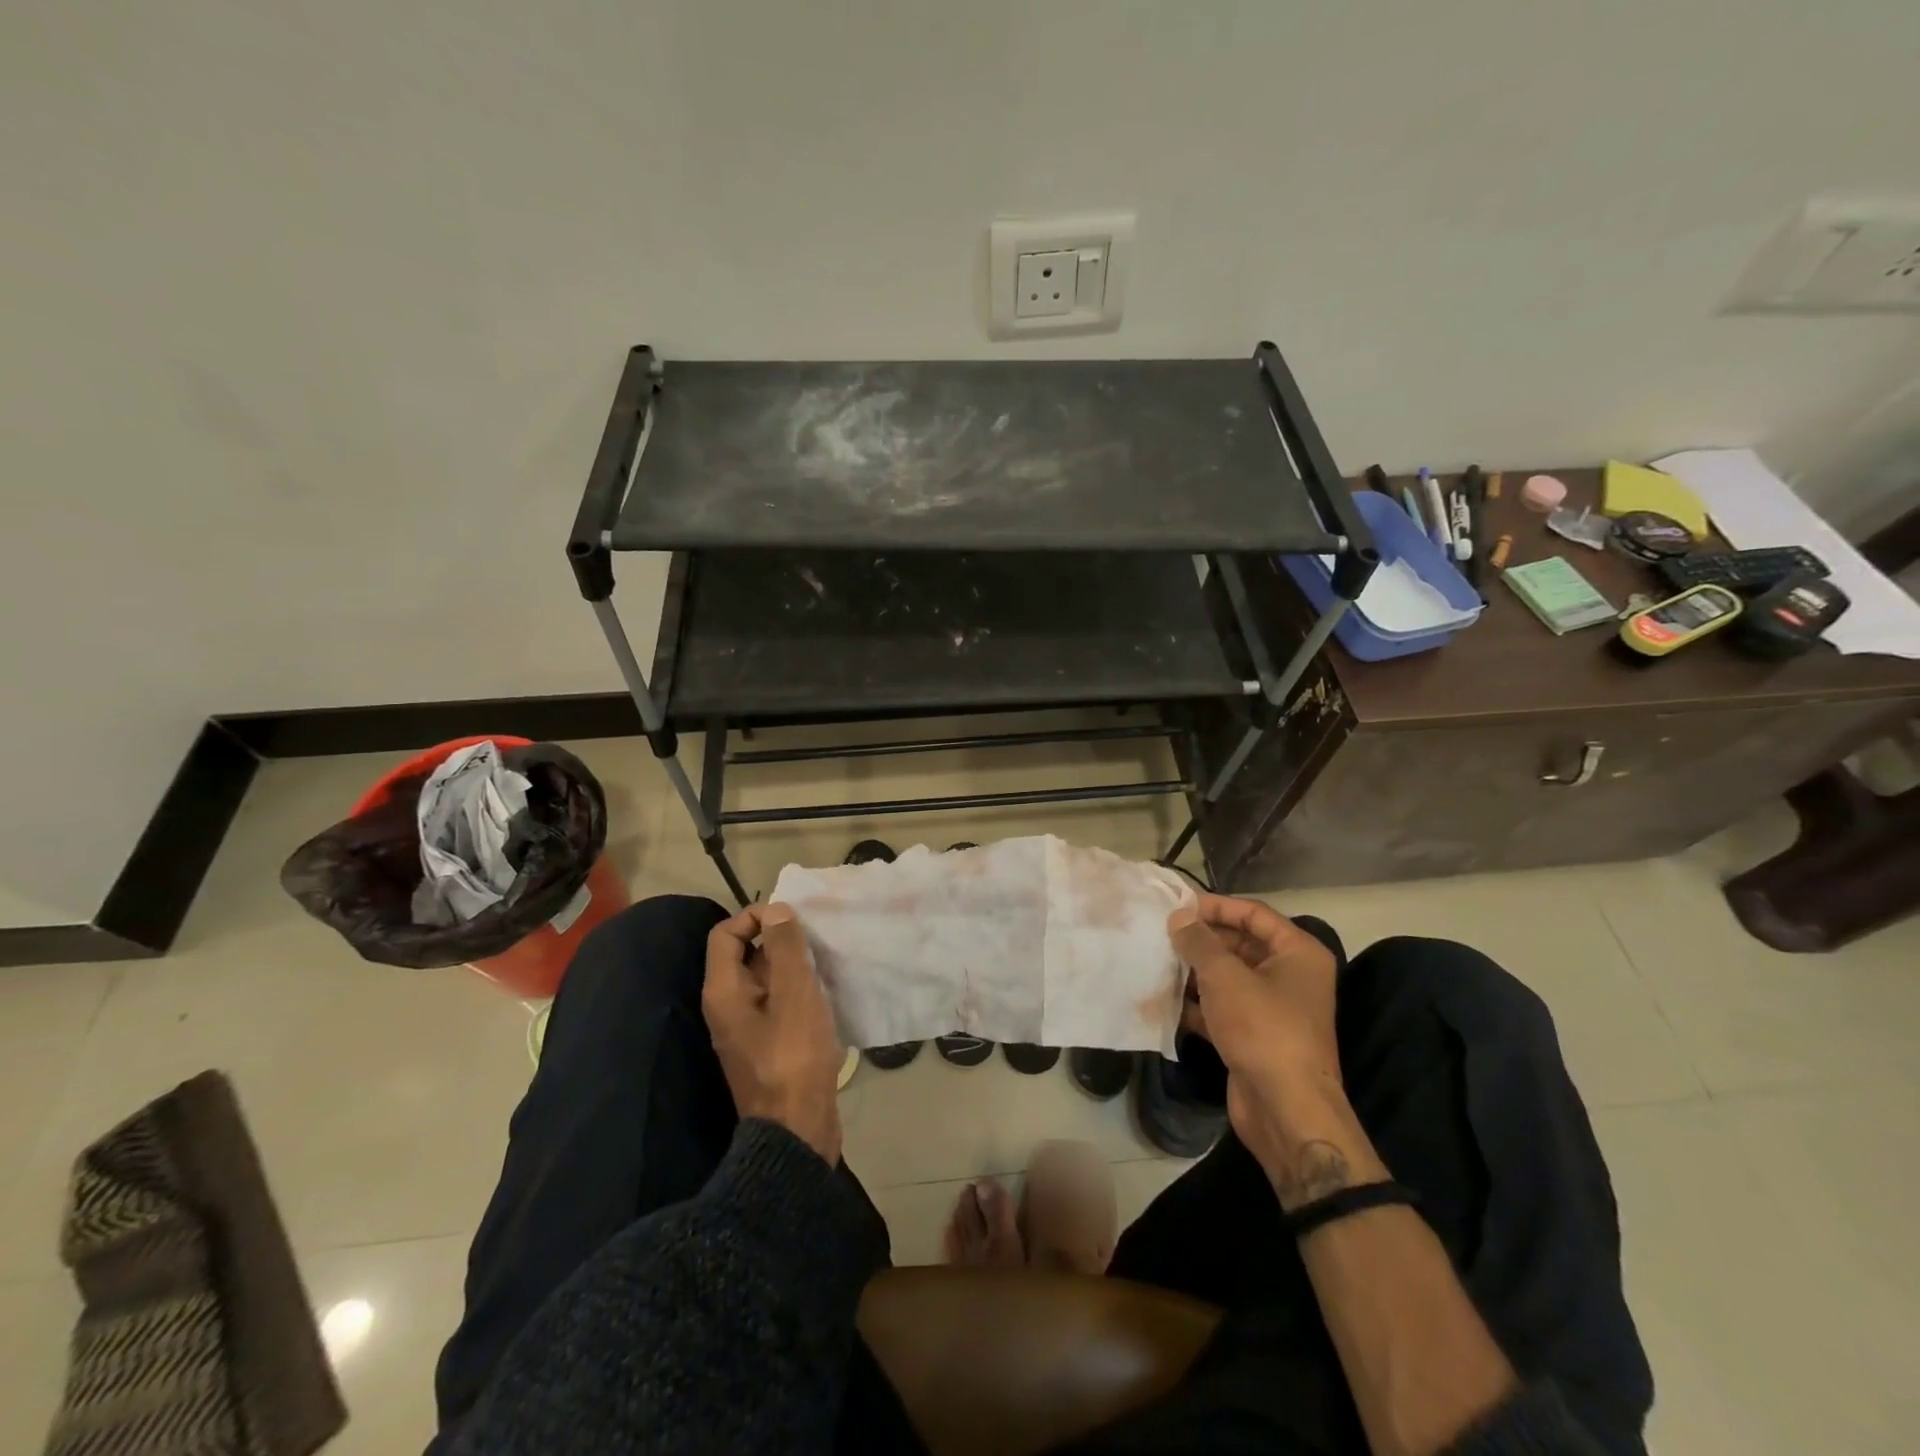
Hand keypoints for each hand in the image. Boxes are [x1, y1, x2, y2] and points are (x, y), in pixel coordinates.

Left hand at [703, 902, 843, 1165]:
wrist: (796, 1129)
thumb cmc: (793, 1055)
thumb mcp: (794, 994)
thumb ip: (784, 948)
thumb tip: (776, 910)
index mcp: (723, 991)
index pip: (725, 933)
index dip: (754, 916)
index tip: (791, 917)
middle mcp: (727, 1006)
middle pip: (744, 954)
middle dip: (777, 938)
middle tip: (814, 935)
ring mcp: (746, 1028)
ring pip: (764, 979)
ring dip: (791, 964)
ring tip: (824, 958)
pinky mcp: (767, 1044)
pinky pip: (777, 1002)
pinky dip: (797, 989)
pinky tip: (825, 989)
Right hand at [1170, 894, 1374, 1206]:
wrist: (1286, 1111)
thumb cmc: (1263, 1029)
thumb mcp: (1226, 977)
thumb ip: (1199, 942)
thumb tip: (1179, 916)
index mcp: (1298, 953)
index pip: (1254, 913)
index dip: (1216, 906)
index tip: (1177, 906)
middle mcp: (1290, 975)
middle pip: (1240, 944)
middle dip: (1201, 940)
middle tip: (1161, 933)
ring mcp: (1272, 1008)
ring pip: (1227, 977)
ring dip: (1194, 971)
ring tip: (1156, 961)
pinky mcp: (1254, 1035)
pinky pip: (1222, 1007)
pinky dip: (1196, 1002)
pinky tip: (1164, 999)